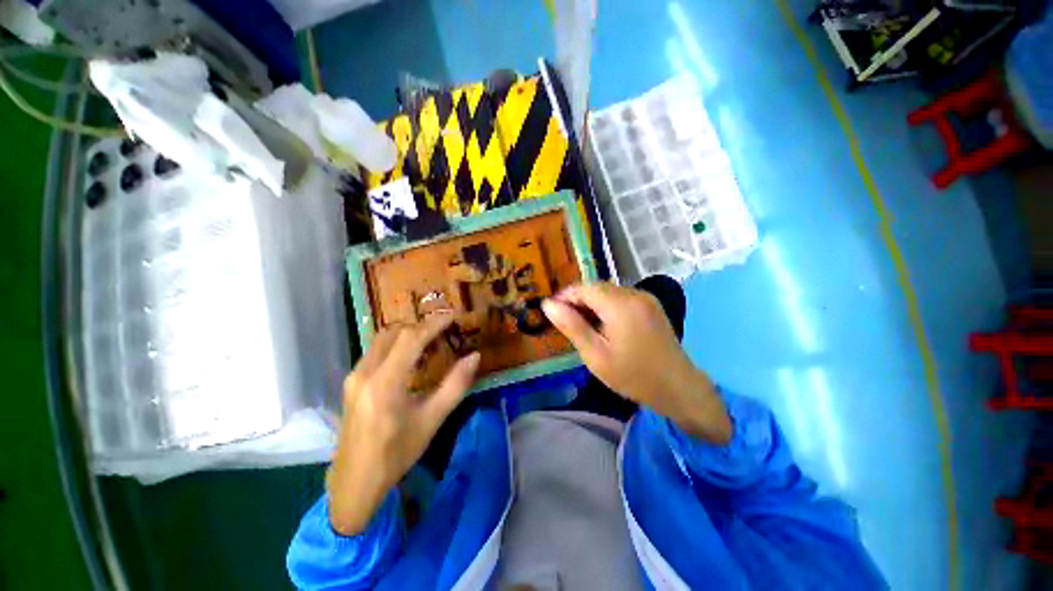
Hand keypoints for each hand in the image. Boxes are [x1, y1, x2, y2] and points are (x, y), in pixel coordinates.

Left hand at [328, 314, 479, 535]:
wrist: (353, 484)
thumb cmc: (396, 454)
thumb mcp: (431, 421)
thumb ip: (455, 385)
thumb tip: (474, 356)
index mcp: (385, 383)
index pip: (411, 339)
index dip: (434, 323)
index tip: (453, 316)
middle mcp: (365, 373)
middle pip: (394, 333)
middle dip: (421, 325)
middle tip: (444, 328)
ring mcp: (354, 377)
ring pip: (382, 339)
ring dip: (407, 334)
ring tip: (431, 340)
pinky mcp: (352, 383)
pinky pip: (375, 351)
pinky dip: (396, 345)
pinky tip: (411, 359)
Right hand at [542, 282, 731, 443]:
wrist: (678, 388)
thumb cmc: (632, 376)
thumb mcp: (595, 355)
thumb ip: (571, 326)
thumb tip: (548, 305)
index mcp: (621, 305)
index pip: (584, 287)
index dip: (565, 296)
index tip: (552, 312)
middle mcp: (634, 293)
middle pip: (596, 287)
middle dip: (578, 300)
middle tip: (566, 323)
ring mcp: (645, 298)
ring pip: (608, 291)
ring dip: (591, 303)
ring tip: (583, 326)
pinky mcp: (650, 305)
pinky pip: (621, 298)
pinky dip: (606, 306)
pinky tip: (603, 325)